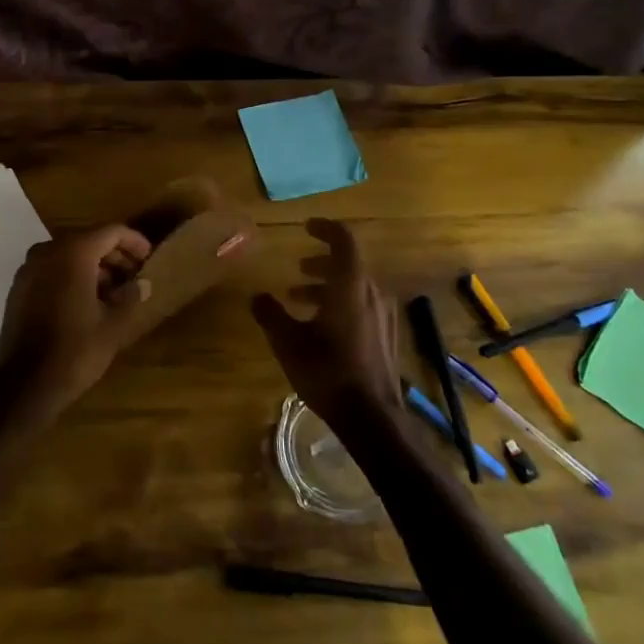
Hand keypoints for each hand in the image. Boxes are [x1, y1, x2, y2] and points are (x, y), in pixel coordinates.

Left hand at [0, 224, 152, 412]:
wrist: (25, 384)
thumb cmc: (75, 351)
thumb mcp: (113, 325)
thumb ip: (131, 296)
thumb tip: (143, 283)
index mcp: (73, 253)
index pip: (111, 232)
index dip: (134, 242)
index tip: (149, 259)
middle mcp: (47, 251)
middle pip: (88, 240)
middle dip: (114, 256)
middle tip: (135, 276)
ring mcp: (28, 269)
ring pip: (68, 255)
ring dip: (94, 267)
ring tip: (115, 292)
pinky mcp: (18, 288)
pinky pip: (51, 270)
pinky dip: (72, 276)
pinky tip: (87, 301)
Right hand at [250, 218, 400, 427]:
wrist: (371, 416)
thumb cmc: (327, 370)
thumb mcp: (287, 341)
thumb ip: (270, 314)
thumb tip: (257, 296)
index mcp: (350, 286)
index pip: (344, 241)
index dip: (325, 229)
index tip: (306, 227)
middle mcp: (371, 294)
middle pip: (348, 265)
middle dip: (320, 264)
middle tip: (297, 269)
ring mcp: (383, 316)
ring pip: (354, 288)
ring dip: (328, 287)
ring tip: (299, 300)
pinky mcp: (386, 336)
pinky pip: (362, 306)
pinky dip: (340, 304)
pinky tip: (321, 328)